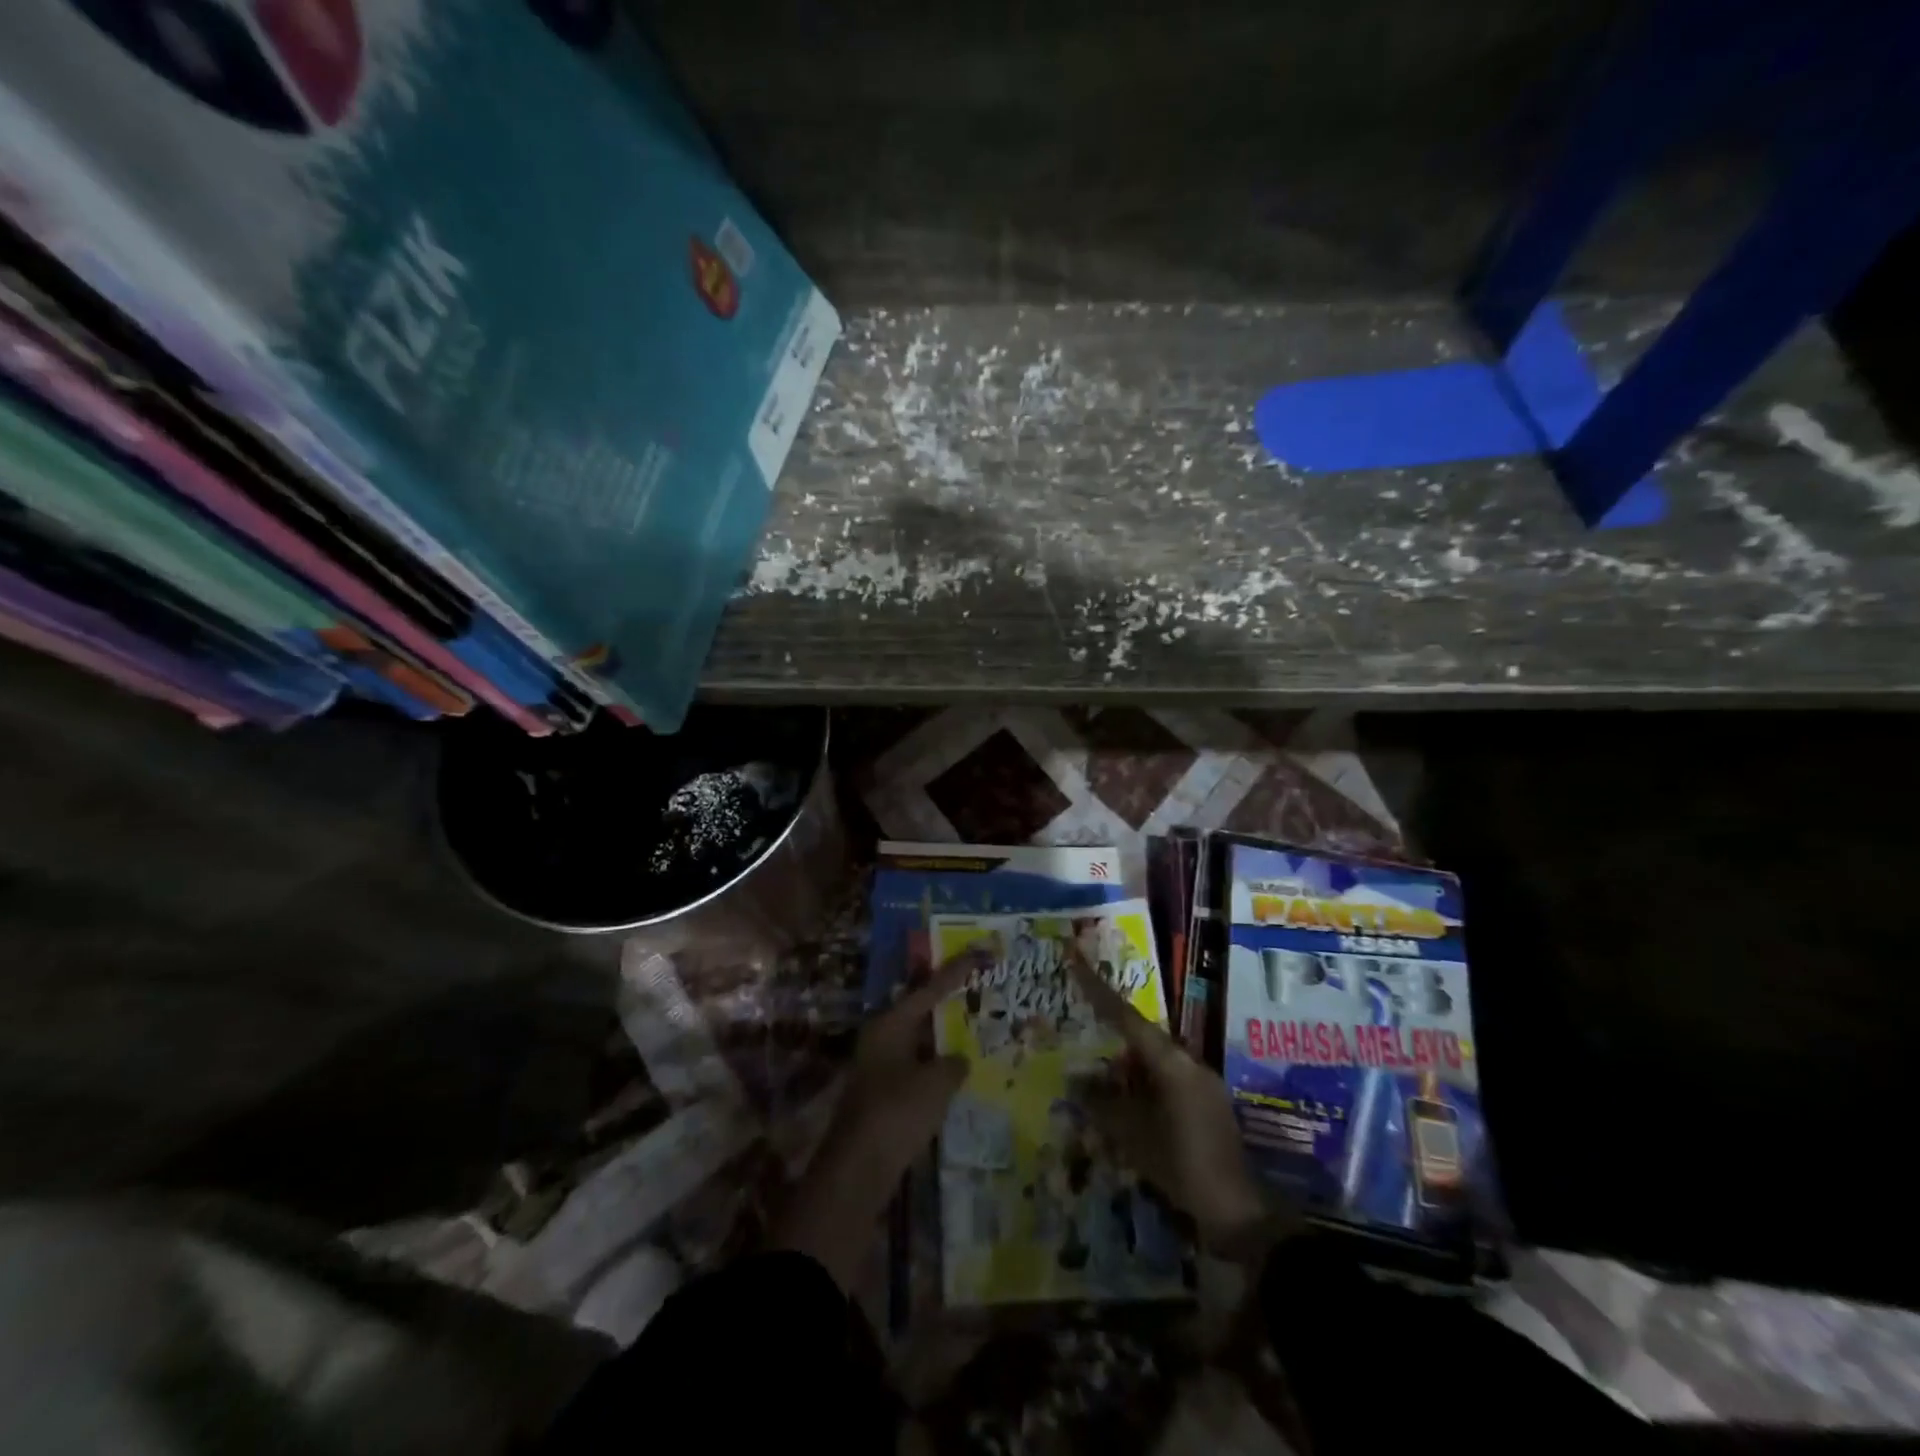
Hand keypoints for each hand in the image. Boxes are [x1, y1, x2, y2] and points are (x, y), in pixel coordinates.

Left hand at [770, 947, 986, 1289]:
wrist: (856, 1171)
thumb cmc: (896, 1113)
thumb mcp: (936, 1084)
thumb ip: (953, 1064)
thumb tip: (957, 1060)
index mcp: (890, 1024)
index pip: (929, 988)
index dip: (956, 971)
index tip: (979, 952)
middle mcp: (881, 1038)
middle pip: (919, 1011)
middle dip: (948, 1003)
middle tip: (978, 990)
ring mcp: (878, 1066)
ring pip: (918, 1041)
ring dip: (943, 1037)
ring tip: (975, 1030)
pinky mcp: (882, 1094)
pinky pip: (915, 1067)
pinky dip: (936, 1066)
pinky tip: (957, 1074)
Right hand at [1066, 950, 1284, 1258]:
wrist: (1240, 1213)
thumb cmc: (1183, 1166)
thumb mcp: (1133, 1136)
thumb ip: (1102, 1105)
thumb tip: (1076, 1081)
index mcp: (1171, 1062)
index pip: (1127, 1017)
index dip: (1098, 991)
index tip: (1076, 963)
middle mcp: (1189, 1063)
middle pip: (1142, 1040)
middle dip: (1112, 1044)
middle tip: (1084, 1049)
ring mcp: (1203, 1085)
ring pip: (1155, 1064)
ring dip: (1129, 1072)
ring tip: (1103, 1090)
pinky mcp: (1208, 1106)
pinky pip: (1168, 1084)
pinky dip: (1145, 1090)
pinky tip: (1129, 1111)